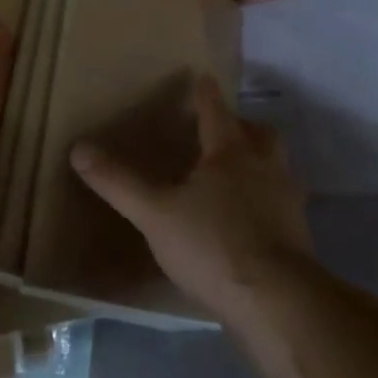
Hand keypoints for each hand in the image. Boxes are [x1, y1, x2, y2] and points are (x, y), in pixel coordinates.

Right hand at [71, 74, 312, 323]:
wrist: (275, 300)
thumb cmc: (212, 244)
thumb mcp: (155, 213)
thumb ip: (118, 183)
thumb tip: (79, 149)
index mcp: (230, 154)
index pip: (216, 113)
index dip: (206, 95)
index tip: (203, 77)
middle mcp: (265, 168)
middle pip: (260, 134)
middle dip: (243, 126)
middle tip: (225, 129)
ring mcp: (287, 201)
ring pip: (277, 166)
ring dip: (260, 161)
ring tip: (238, 172)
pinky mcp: (298, 234)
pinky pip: (282, 202)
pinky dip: (267, 198)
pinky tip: (250, 218)